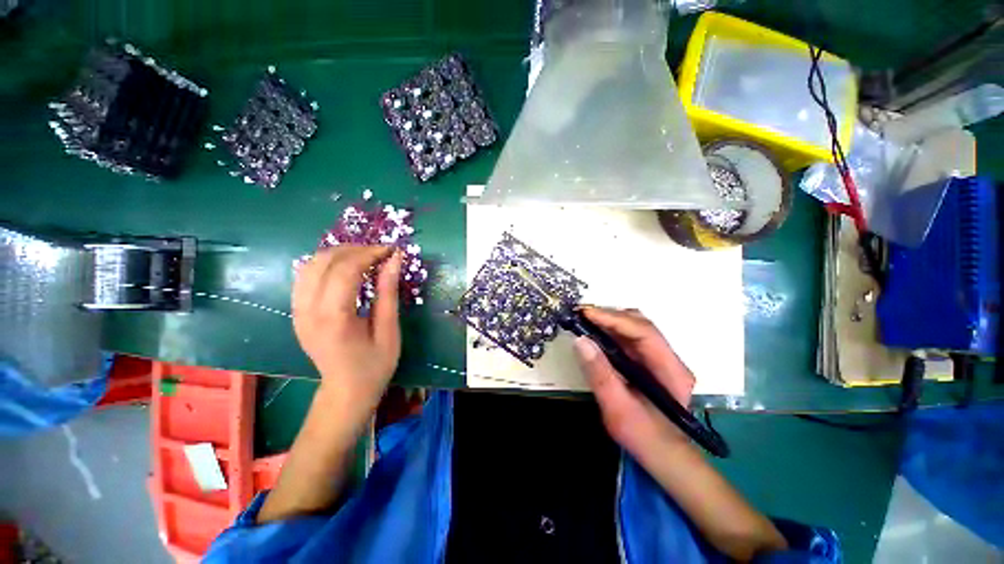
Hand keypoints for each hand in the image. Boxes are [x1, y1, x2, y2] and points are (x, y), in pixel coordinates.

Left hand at [292, 245, 402, 408]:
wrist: (346, 391)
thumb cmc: (374, 365)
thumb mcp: (388, 329)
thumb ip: (388, 292)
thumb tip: (395, 259)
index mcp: (333, 318)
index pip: (345, 270)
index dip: (369, 253)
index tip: (391, 250)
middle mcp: (307, 310)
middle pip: (323, 261)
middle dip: (354, 250)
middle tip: (380, 253)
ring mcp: (297, 311)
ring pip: (310, 264)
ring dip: (339, 254)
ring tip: (365, 258)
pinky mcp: (296, 312)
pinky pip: (305, 276)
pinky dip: (326, 264)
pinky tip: (346, 269)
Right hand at [574, 307, 695, 458]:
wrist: (664, 457)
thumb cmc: (644, 438)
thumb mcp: (617, 408)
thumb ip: (599, 373)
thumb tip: (581, 340)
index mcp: (670, 370)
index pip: (643, 332)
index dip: (613, 319)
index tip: (586, 313)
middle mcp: (669, 359)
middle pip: (640, 324)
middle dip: (609, 315)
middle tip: (581, 315)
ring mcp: (660, 359)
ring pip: (634, 328)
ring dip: (609, 321)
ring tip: (584, 320)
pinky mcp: (649, 362)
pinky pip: (629, 339)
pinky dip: (610, 332)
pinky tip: (595, 333)